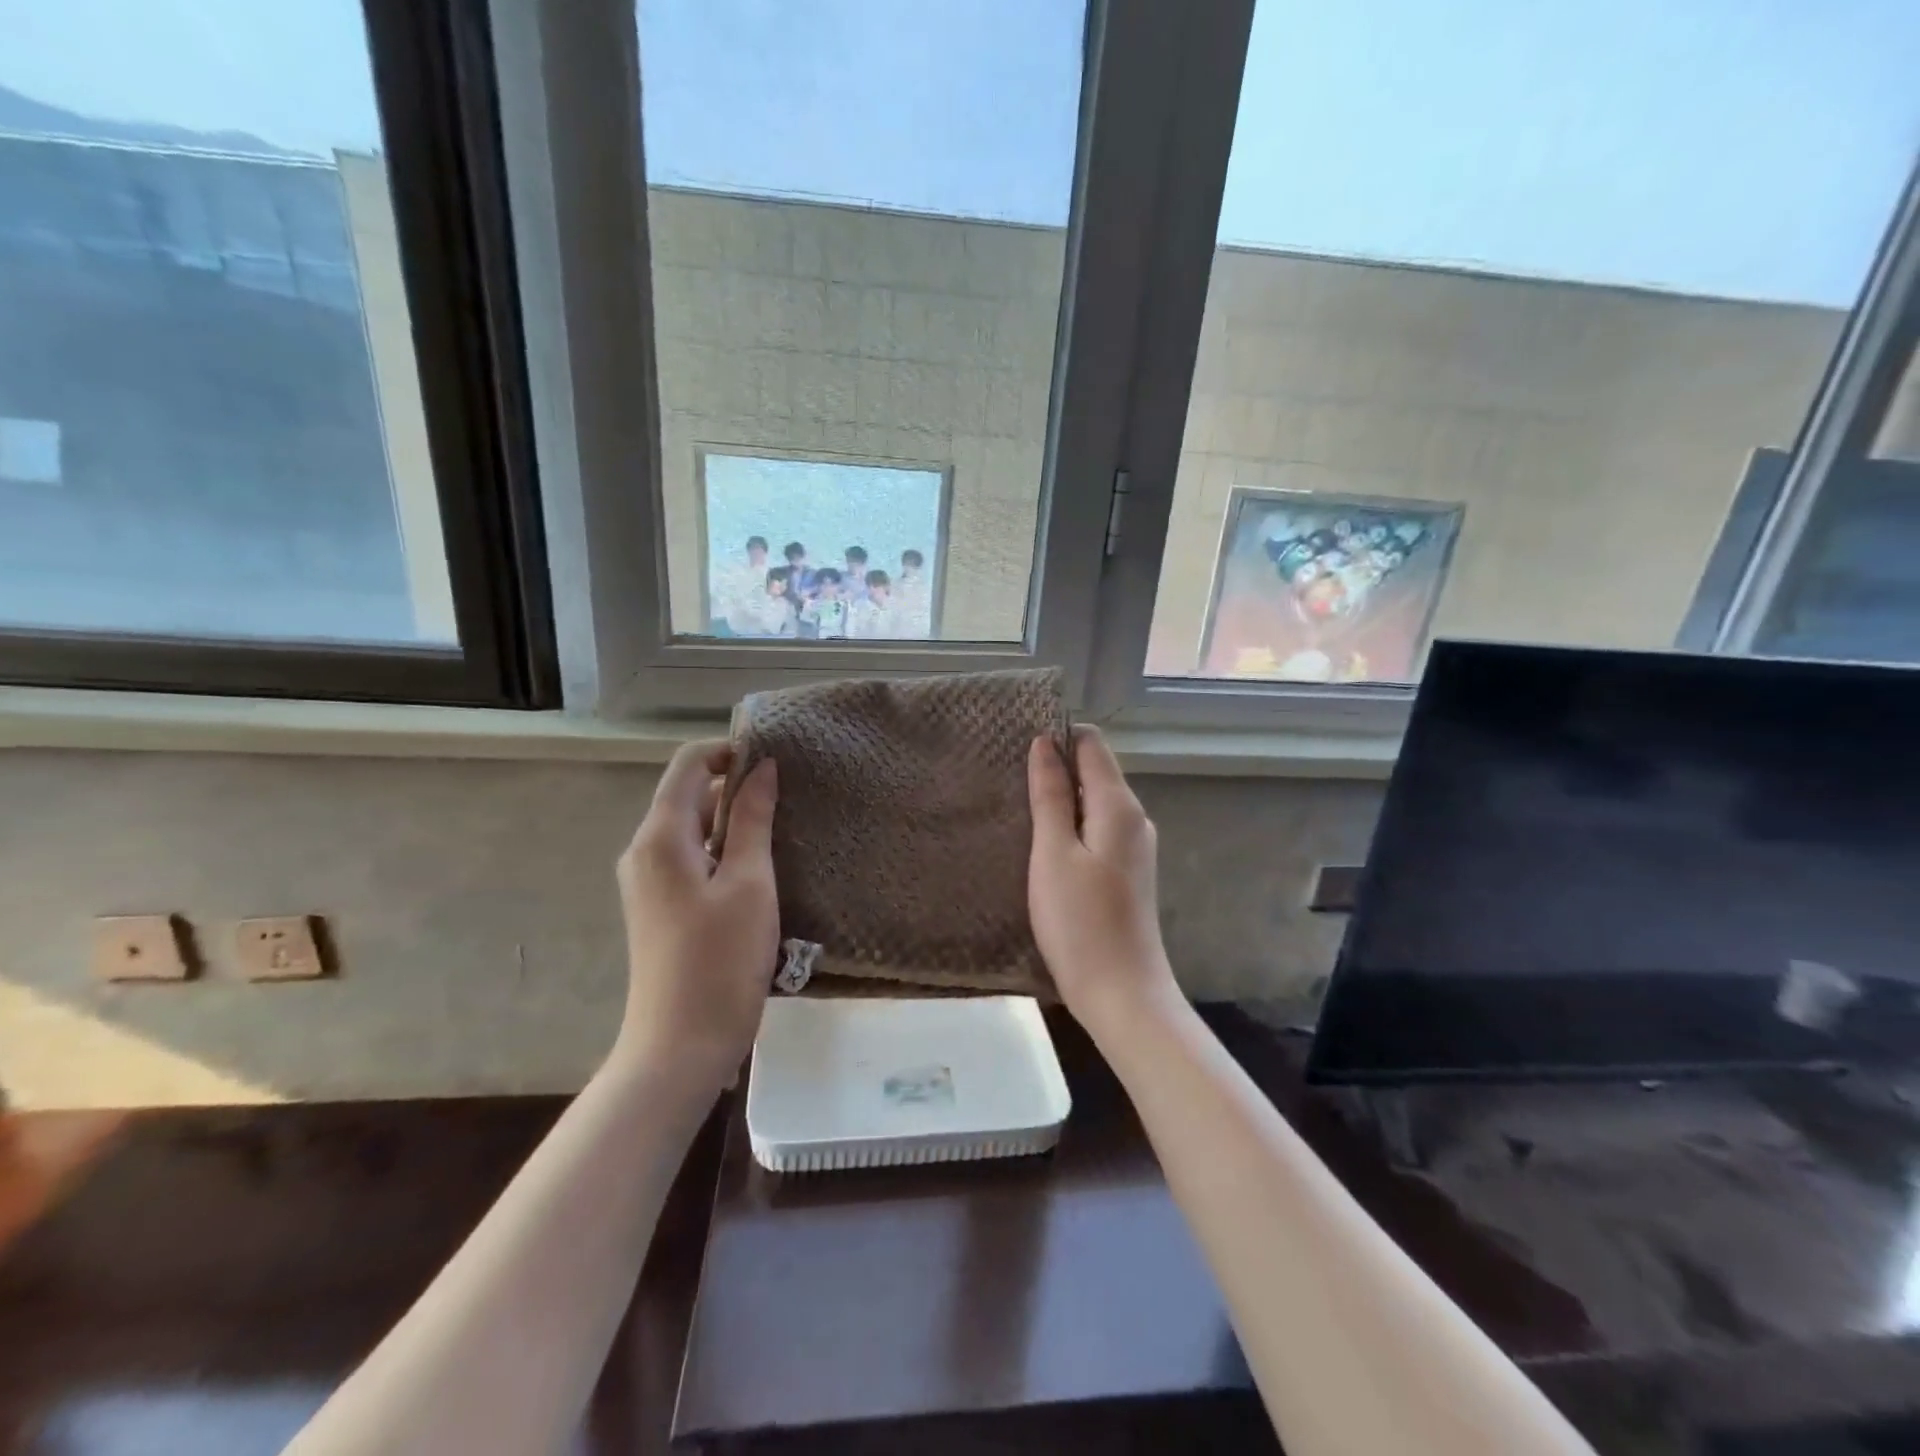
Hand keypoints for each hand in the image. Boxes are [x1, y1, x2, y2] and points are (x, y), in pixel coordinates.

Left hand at [614, 741, 778, 1088]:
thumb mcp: (750, 883)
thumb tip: (762, 768)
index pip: (689, 764)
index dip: (729, 751)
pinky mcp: (659, 906)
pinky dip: (724, 851)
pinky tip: (760, 869)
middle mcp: (644, 851)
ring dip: (734, 821)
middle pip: (689, 794)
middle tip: (789, 798)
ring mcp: (648, 881)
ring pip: (693, 828)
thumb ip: (753, 820)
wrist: (680, 1047)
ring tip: (782, 831)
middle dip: (736, 787)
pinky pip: (691, 858)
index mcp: (661, 837)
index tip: (775, 760)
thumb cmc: (721, 961)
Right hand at [1028, 727, 1179, 1036]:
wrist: (1122, 994)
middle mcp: (1135, 818)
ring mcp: (1135, 846)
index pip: (1092, 744)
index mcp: (1119, 806)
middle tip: (1008, 778)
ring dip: (1062, 800)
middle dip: (1056, 768)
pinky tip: (1045, 845)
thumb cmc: (1080, 922)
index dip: (1058, 736)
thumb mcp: (1053, 853)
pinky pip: (1098, 830)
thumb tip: (1044, 744)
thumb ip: (1050, 795)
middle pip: (1095, 771)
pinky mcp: (1128, 871)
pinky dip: (1072, 826)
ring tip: (1019, 809)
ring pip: (1095, 803)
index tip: (1018, 745)